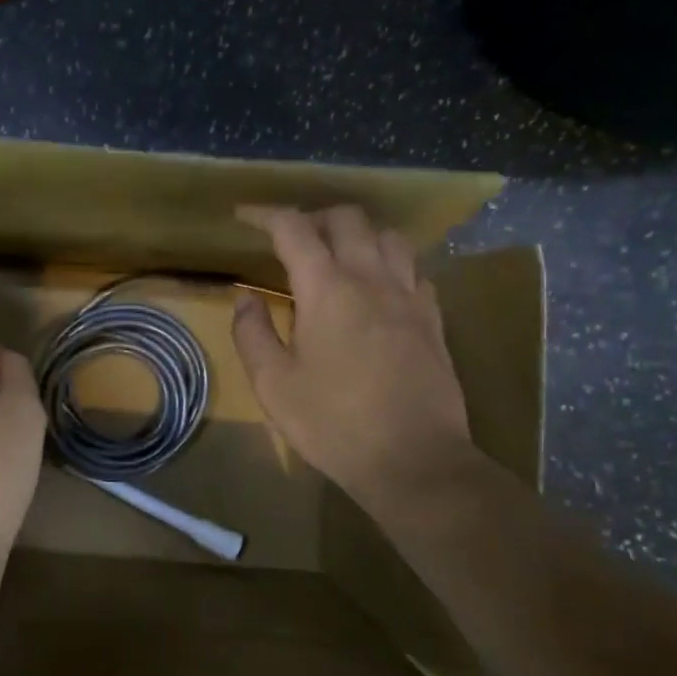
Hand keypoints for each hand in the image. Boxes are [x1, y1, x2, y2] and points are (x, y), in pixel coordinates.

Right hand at [231, 205, 483, 510]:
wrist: (414, 461)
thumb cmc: (333, 423)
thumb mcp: (273, 384)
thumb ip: (252, 333)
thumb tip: (246, 299)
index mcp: (327, 288)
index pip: (293, 228)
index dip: (264, 214)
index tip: (243, 216)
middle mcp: (371, 278)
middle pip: (347, 218)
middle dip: (313, 217)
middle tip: (290, 239)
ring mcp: (409, 296)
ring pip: (388, 236)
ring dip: (357, 234)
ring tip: (337, 256)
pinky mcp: (433, 319)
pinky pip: (414, 269)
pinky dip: (389, 263)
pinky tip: (378, 288)